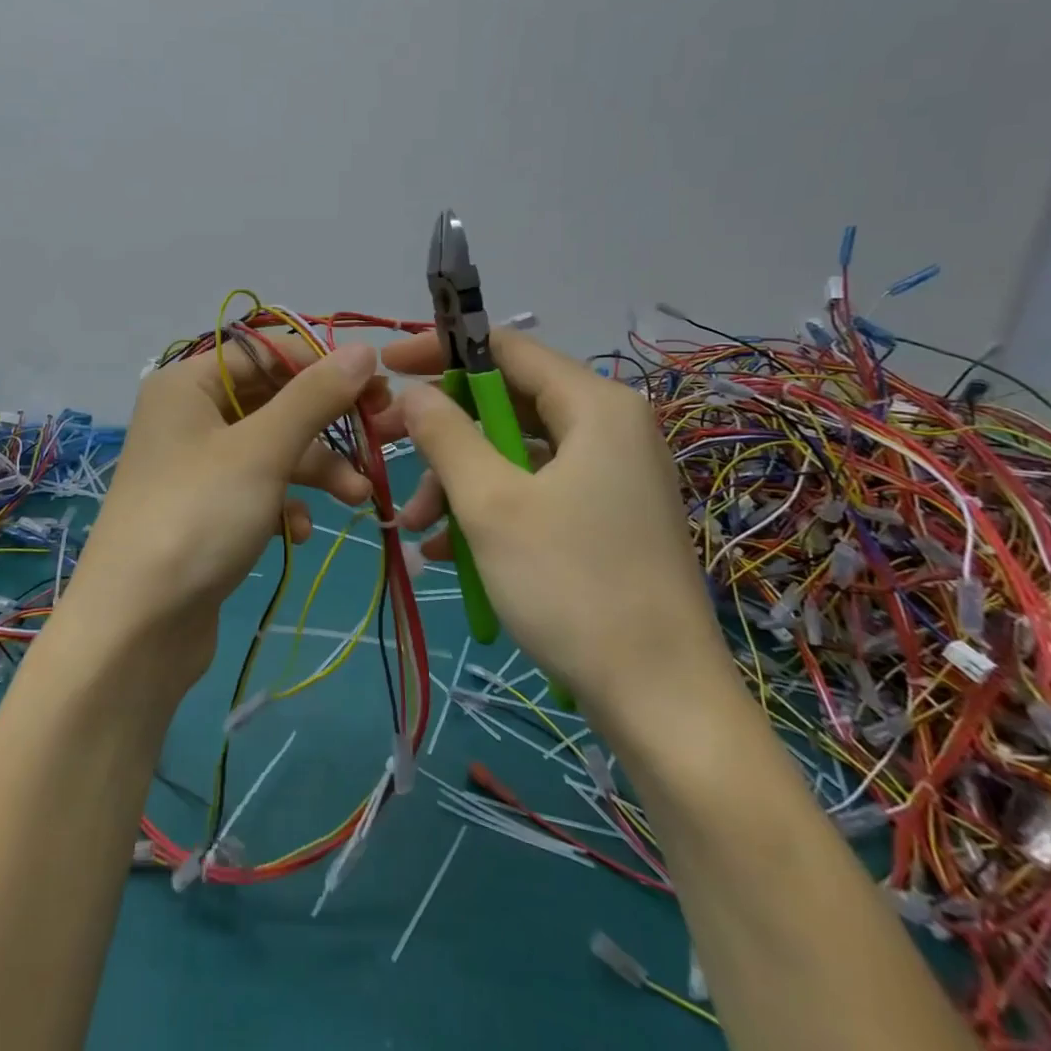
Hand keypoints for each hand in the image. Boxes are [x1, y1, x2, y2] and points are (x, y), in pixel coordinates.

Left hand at [61, 338, 388, 688]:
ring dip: (316, 469)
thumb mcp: (262, 450)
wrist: (135, 629)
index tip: (378, 388)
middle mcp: (189, 417)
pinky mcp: (207, 512)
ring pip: (271, 449)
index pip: (267, 353)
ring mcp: (196, 468)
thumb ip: (315, 397)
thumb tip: (365, 349)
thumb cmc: (198, 517)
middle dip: (326, 425)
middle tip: (379, 436)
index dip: (322, 365)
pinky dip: (285, 504)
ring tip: (358, 496)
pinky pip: (257, 490)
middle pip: (273, 401)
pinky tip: (300, 532)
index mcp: (188, 384)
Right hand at [381, 329, 728, 730]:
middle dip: (443, 432)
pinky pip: (535, 492)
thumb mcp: (491, 504)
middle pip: (507, 403)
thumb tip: (412, 392)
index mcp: (594, 406)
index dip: (441, 351)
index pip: (505, 348)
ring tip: (415, 527)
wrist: (663, 703)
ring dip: (457, 482)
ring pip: (515, 454)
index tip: (388, 367)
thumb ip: (445, 435)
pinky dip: (488, 511)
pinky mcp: (606, 519)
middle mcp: (609, 429)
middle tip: (388, 448)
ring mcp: (610, 477)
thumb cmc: (573, 586)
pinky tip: (446, 553)